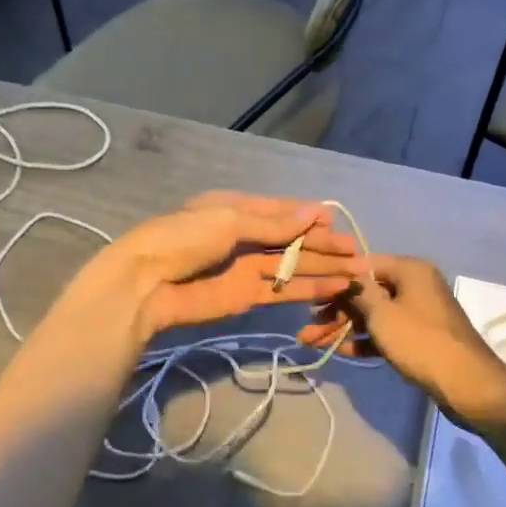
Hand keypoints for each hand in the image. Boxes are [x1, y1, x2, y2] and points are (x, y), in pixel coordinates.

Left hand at [83, 192, 360, 341]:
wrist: (148, 284)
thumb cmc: (184, 239)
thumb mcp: (229, 220)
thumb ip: (274, 223)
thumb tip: (315, 213)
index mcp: (235, 209)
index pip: (281, 211)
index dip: (309, 217)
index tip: (337, 223)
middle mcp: (244, 236)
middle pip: (291, 240)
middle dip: (323, 245)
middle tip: (357, 252)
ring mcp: (246, 268)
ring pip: (292, 266)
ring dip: (323, 268)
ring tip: (358, 272)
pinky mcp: (247, 297)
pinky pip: (283, 290)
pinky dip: (308, 288)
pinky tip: (335, 287)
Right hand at [296, 255, 505, 424]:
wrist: (466, 384)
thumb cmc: (420, 341)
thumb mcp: (382, 313)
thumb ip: (358, 292)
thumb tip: (345, 275)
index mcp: (410, 270)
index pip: (365, 264)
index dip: (337, 277)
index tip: (311, 291)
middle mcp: (416, 284)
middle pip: (368, 291)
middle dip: (336, 309)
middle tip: (308, 324)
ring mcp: (419, 312)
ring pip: (374, 314)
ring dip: (345, 327)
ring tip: (313, 341)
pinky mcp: (420, 337)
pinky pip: (387, 332)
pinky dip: (366, 340)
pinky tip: (341, 351)